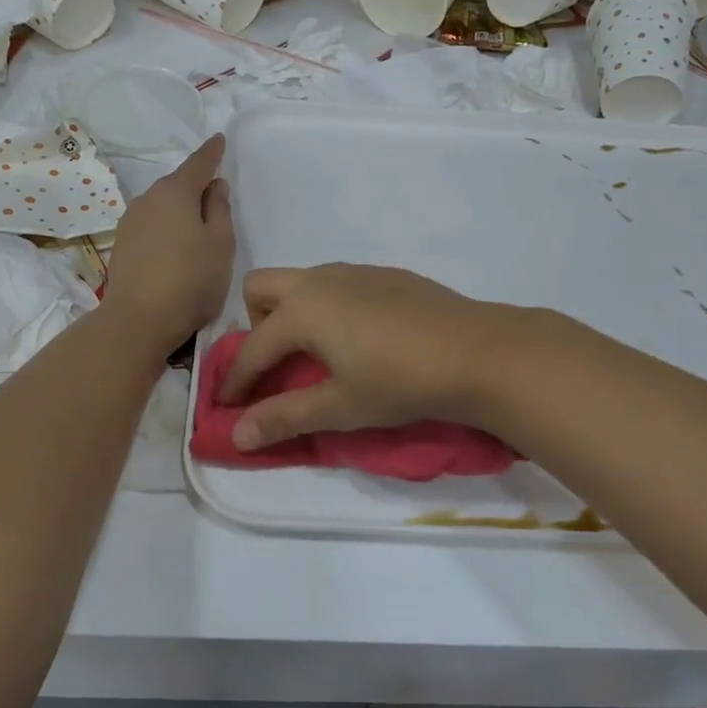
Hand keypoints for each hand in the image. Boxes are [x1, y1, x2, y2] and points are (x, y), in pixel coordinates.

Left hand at [103, 135, 234, 350]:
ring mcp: (130, 221)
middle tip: (215, 199)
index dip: (211, 152)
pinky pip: (151, 226)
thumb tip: (214, 186)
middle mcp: (148, 198)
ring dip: (179, 211)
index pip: (198, 163)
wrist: (139, 319)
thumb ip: (219, 209)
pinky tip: (174, 249)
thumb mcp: (221, 243)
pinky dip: (165, 229)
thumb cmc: (191, 279)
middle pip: (177, 185)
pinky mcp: (122, 245)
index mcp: (176, 192)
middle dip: (195, 187)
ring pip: (162, 206)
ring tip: (196, 230)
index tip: (219, 140)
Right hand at [220, 264, 512, 451]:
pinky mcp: (386, 275)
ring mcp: (356, 272)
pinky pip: (337, 283)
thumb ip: (285, 417)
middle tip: (277, 364)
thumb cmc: (401, 382)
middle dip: (255, 324)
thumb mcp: (340, 406)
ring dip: (292, 313)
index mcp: (302, 310)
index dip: (236, 381)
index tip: (227, 406)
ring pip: (302, 281)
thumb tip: (236, 436)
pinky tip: (361, 340)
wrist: (479, 352)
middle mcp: (321, 280)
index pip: (252, 348)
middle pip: (261, 288)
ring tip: (317, 354)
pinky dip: (328, 307)